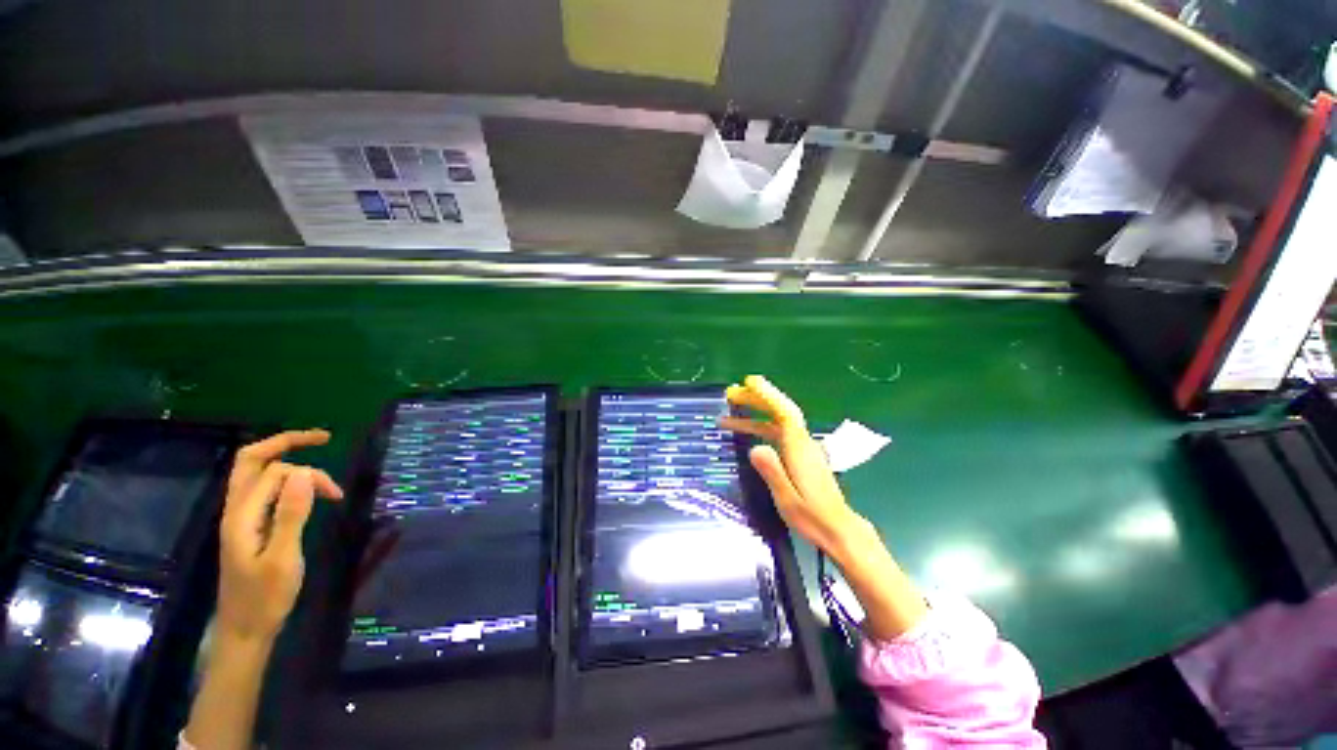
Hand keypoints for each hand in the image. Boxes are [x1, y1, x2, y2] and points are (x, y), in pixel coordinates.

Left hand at [216, 429, 343, 642]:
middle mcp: (236, 509)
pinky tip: (303, 489)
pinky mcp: (248, 525)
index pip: (274, 473)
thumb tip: (303, 473)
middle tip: (323, 437)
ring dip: (284, 459)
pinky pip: (261, 488)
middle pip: (251, 460)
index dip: (309, 474)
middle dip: (286, 442)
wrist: (245, 630)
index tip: (336, 494)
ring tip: (318, 462)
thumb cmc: (265, 598)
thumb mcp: (283, 558)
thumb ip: (290, 514)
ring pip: (254, 472)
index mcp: (242, 516)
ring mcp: (239, 517)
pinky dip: (284, 477)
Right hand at [720, 376, 867, 555]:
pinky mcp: (800, 455)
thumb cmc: (812, 517)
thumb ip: (772, 472)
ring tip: (726, 418)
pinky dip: (760, 427)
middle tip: (730, 395)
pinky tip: (747, 433)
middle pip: (779, 412)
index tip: (750, 382)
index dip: (768, 394)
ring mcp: (802, 448)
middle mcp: (802, 442)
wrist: (837, 529)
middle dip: (755, 400)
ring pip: (776, 422)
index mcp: (799, 448)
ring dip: (753, 415)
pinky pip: (778, 432)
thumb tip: (754, 449)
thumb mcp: (787, 498)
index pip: (784, 412)